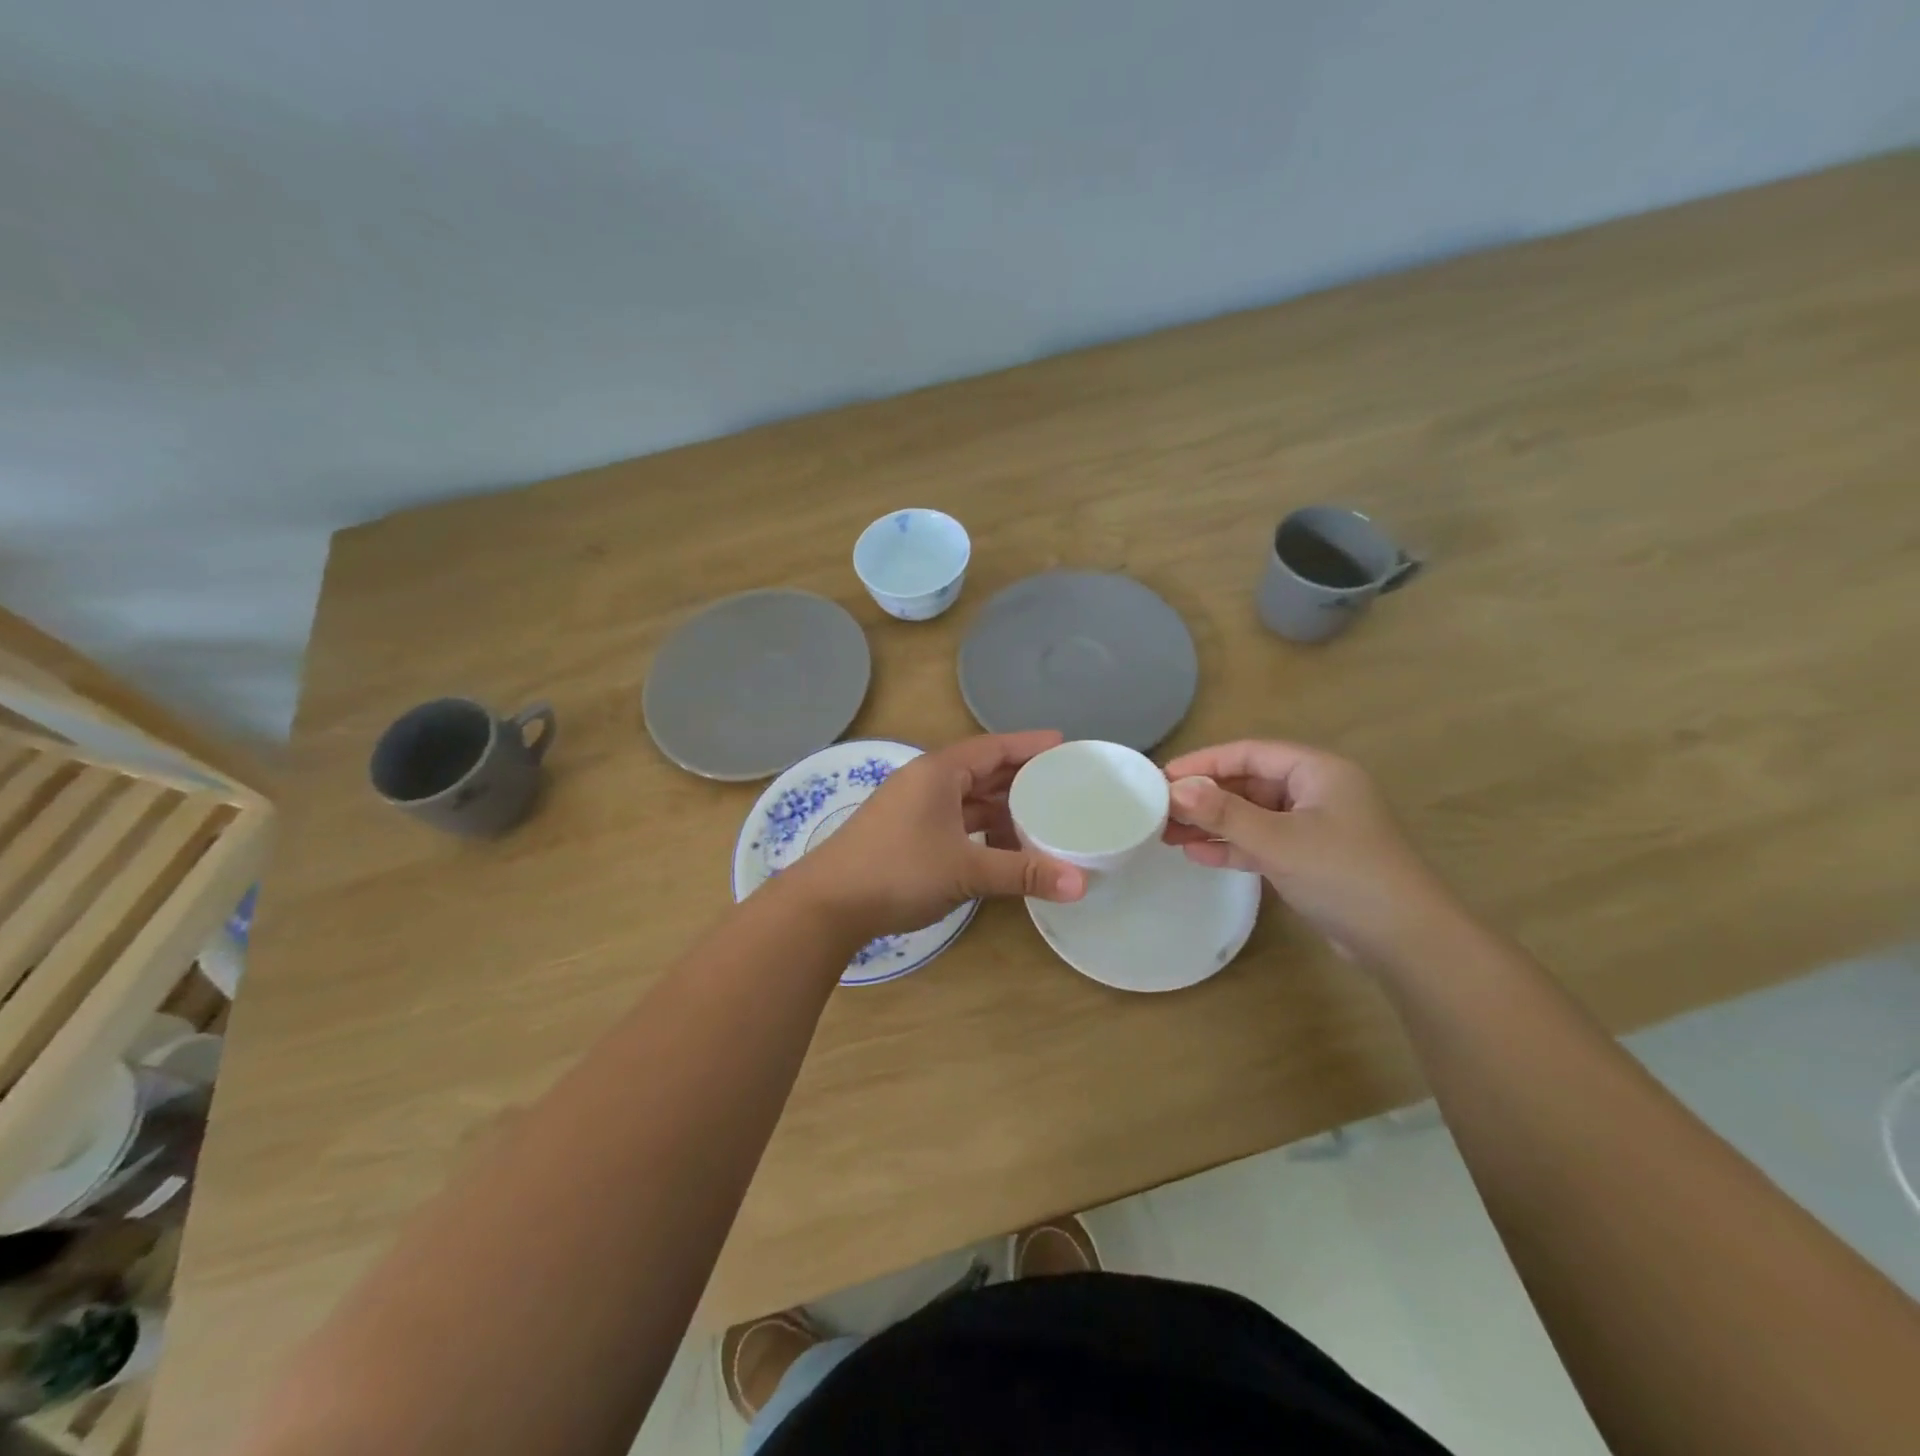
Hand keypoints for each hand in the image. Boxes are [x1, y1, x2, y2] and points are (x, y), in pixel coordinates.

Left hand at [785, 732, 1086, 938]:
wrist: (826, 904)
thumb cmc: (899, 871)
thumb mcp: (967, 870)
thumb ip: (1023, 873)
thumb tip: (1082, 885)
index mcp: (939, 772)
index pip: (994, 747)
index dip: (1029, 745)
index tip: (1064, 745)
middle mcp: (925, 781)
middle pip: (981, 770)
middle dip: (1019, 777)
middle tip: (1062, 783)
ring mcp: (911, 807)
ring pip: (966, 797)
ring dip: (1000, 806)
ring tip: (1040, 817)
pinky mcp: (904, 832)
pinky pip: (953, 819)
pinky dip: (979, 827)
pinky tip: (1000, 846)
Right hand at [1161, 740, 1465, 969]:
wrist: (1406, 942)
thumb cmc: (1344, 875)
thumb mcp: (1278, 841)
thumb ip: (1224, 813)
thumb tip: (1175, 788)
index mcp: (1317, 771)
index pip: (1249, 753)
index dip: (1204, 762)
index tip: (1162, 778)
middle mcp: (1316, 792)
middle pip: (1248, 783)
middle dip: (1204, 796)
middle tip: (1159, 810)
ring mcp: (1314, 827)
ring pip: (1252, 815)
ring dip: (1212, 823)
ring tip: (1167, 835)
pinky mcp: (1310, 859)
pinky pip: (1262, 842)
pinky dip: (1232, 846)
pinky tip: (1197, 854)